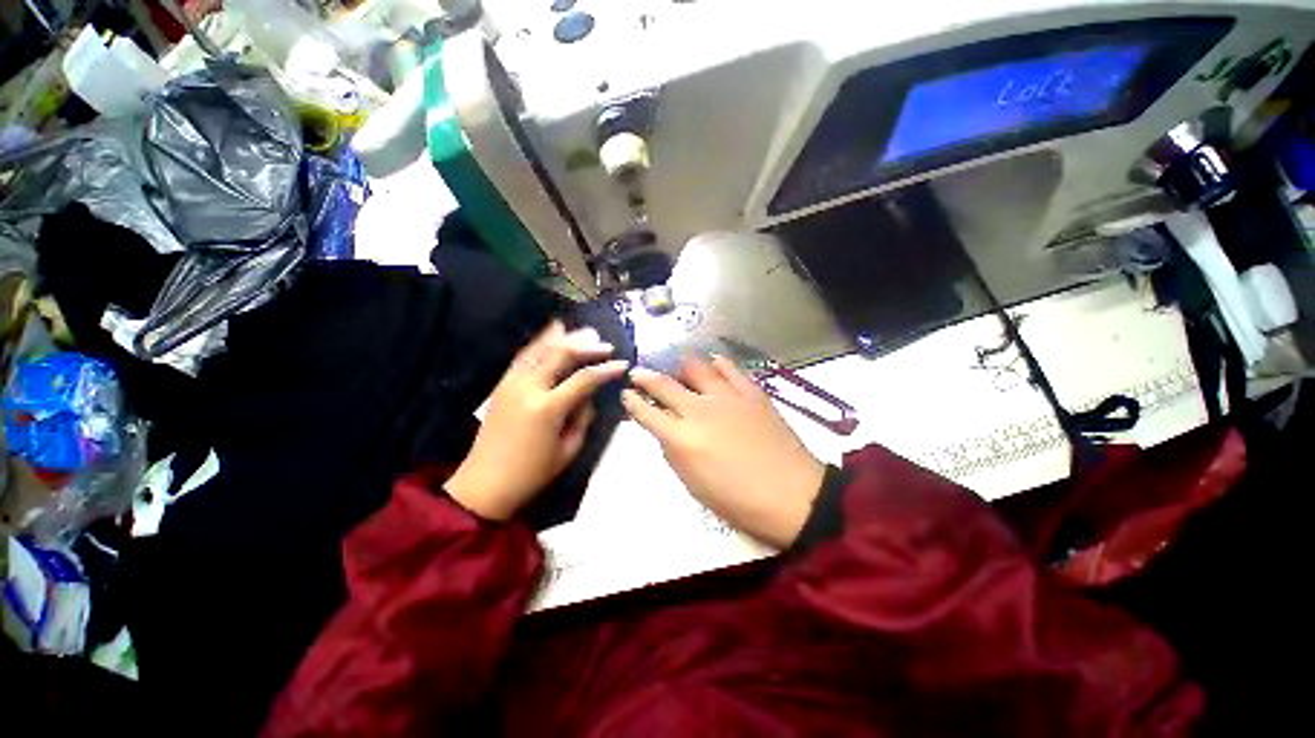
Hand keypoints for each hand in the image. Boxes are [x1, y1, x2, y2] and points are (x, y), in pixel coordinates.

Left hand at [446, 321, 628, 519]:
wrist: (484, 484)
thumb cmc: (532, 473)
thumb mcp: (568, 450)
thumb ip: (583, 417)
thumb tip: (590, 395)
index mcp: (548, 408)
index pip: (584, 379)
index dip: (606, 369)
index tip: (622, 364)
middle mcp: (528, 388)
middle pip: (561, 354)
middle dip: (586, 346)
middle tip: (605, 343)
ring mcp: (511, 383)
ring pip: (540, 349)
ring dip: (564, 338)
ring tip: (583, 332)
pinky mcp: (501, 385)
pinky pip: (524, 356)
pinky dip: (540, 342)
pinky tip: (552, 334)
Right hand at [622, 356, 825, 548]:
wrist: (793, 495)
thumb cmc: (738, 501)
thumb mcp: (694, 486)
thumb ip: (674, 454)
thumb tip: (666, 433)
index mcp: (682, 439)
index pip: (647, 412)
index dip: (632, 401)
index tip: (626, 394)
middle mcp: (699, 410)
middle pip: (664, 384)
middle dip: (645, 376)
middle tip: (638, 373)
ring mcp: (727, 397)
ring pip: (695, 368)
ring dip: (680, 368)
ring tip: (677, 371)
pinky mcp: (751, 393)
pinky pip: (730, 369)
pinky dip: (717, 364)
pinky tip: (713, 363)